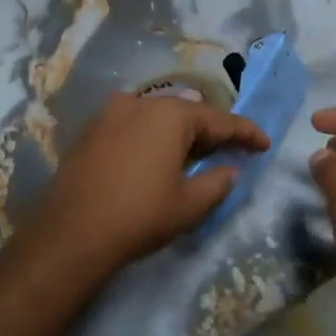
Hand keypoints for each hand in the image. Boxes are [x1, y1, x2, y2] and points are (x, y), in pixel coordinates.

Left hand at [19, 93, 269, 281]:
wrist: (71, 233)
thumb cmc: (139, 215)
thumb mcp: (189, 204)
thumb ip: (217, 182)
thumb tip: (228, 170)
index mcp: (170, 114)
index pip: (219, 119)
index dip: (245, 133)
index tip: (264, 144)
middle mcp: (141, 102)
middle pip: (187, 113)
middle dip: (211, 131)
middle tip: (231, 151)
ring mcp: (111, 113)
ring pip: (158, 117)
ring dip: (180, 133)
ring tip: (196, 155)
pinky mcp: (91, 130)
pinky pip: (134, 126)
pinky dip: (153, 137)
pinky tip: (159, 157)